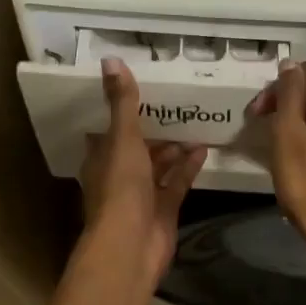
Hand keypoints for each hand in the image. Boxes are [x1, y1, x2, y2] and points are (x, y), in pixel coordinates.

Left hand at [80, 59, 206, 290]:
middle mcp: (118, 175)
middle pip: (136, 148)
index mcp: (101, 158)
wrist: (131, 245)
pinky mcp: (163, 210)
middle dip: (154, 129)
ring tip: (194, 124)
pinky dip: (188, 167)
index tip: (139, 91)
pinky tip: (204, 149)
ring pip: (158, 166)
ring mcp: (141, 195)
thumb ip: (122, 102)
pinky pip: (176, 183)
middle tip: (176, 105)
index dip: (120, 112)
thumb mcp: (123, 139)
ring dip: (174, 148)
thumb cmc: (120, 188)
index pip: (107, 130)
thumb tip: (111, 60)